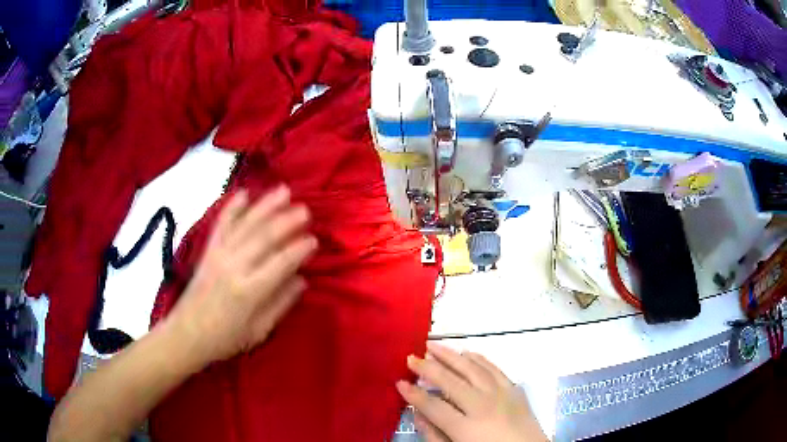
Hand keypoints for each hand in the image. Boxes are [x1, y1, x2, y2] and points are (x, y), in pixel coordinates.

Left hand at [168, 186, 316, 366]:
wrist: (187, 334)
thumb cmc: (225, 339)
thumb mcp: (259, 332)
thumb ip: (280, 304)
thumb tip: (301, 280)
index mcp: (249, 291)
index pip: (281, 263)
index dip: (299, 249)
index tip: (314, 240)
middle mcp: (234, 267)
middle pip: (264, 237)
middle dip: (287, 221)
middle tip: (305, 210)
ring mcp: (218, 254)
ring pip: (246, 224)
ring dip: (266, 206)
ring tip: (284, 191)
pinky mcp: (208, 250)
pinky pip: (221, 224)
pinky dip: (232, 207)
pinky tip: (244, 193)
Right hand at [396, 343, 546, 441]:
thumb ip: (434, 435)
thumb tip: (417, 414)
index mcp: (466, 427)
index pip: (433, 406)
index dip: (413, 394)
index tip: (399, 382)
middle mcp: (483, 405)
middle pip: (451, 381)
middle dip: (428, 367)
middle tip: (411, 357)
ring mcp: (502, 394)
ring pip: (472, 368)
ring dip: (451, 355)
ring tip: (433, 345)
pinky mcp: (514, 389)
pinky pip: (494, 368)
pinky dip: (479, 358)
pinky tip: (467, 353)